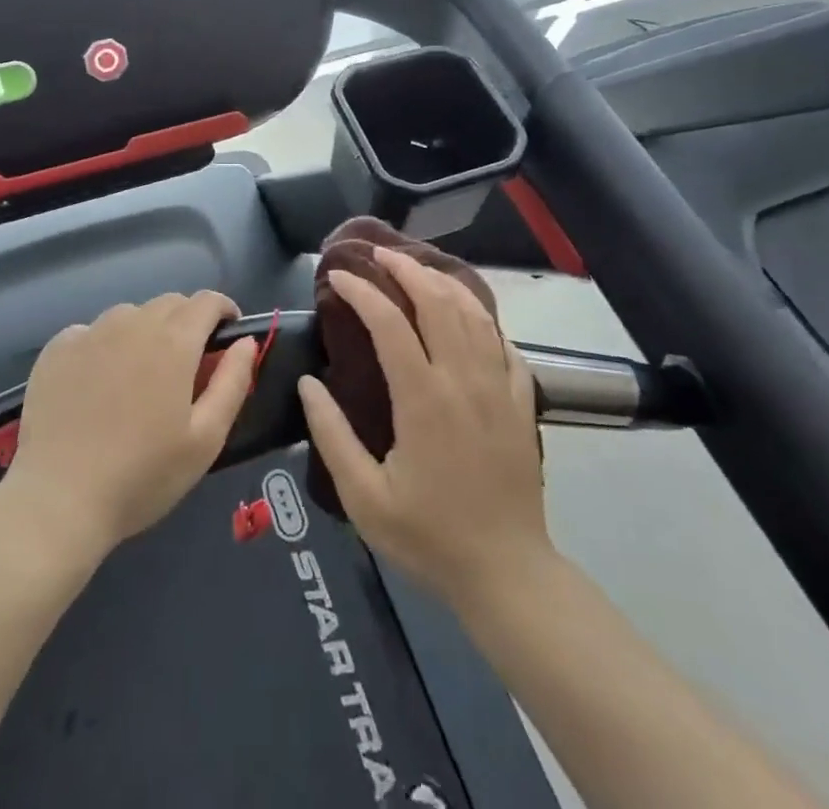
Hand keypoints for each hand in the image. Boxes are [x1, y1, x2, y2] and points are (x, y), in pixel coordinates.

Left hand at [5, 292, 258, 560]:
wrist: (57, 501)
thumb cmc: (142, 476)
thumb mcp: (206, 439)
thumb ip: (232, 382)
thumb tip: (246, 342)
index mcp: (173, 341)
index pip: (207, 301)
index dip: (223, 311)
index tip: (227, 334)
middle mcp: (132, 323)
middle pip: (169, 303)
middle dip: (187, 321)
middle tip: (187, 363)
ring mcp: (90, 333)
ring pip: (129, 315)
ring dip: (145, 331)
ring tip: (140, 373)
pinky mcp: (57, 350)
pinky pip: (91, 331)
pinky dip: (104, 345)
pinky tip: (98, 382)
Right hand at [299, 249, 553, 610]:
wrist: (507, 571)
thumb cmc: (429, 536)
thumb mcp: (365, 498)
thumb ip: (332, 436)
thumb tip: (309, 384)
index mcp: (424, 399)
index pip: (390, 323)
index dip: (362, 292)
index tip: (337, 277)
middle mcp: (463, 379)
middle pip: (438, 301)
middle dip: (405, 269)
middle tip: (378, 255)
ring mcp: (498, 385)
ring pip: (473, 312)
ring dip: (443, 282)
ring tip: (416, 269)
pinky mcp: (520, 399)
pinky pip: (502, 340)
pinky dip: (480, 314)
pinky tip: (466, 311)